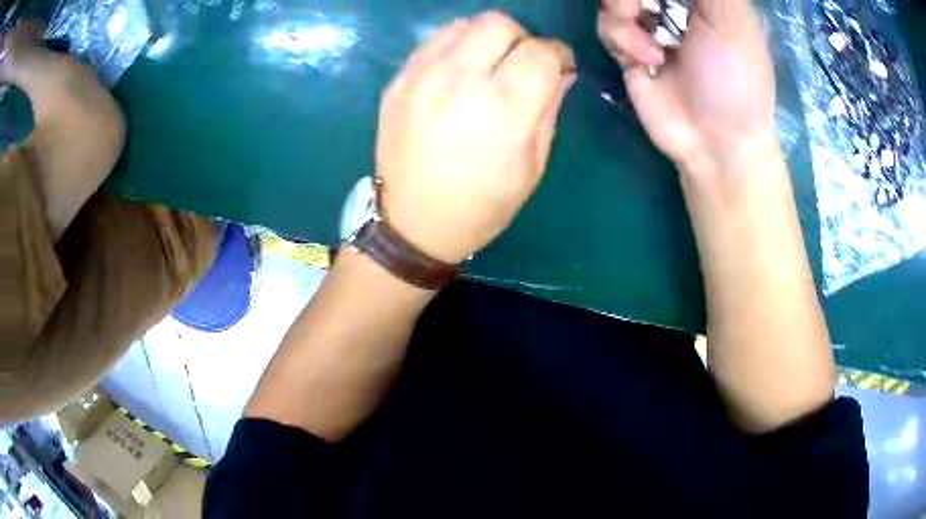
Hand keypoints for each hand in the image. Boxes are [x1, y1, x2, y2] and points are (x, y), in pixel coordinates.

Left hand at [376, 12, 575, 263]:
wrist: (412, 223)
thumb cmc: (482, 205)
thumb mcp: (532, 166)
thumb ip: (550, 109)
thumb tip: (562, 72)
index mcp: (504, 110)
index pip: (541, 52)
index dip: (558, 53)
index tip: (559, 65)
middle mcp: (460, 81)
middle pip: (500, 24)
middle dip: (522, 38)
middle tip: (522, 64)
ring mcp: (422, 76)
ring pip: (465, 24)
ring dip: (488, 37)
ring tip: (489, 65)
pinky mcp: (398, 80)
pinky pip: (434, 40)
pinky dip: (456, 45)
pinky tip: (459, 70)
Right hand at [598, 0, 777, 174]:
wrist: (714, 143)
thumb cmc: (735, 81)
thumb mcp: (734, 21)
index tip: (658, 0)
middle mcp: (672, 2)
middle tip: (645, 7)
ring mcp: (647, 23)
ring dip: (625, 14)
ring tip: (655, 45)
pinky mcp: (627, 46)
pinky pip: (606, 24)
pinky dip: (622, 39)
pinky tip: (648, 61)